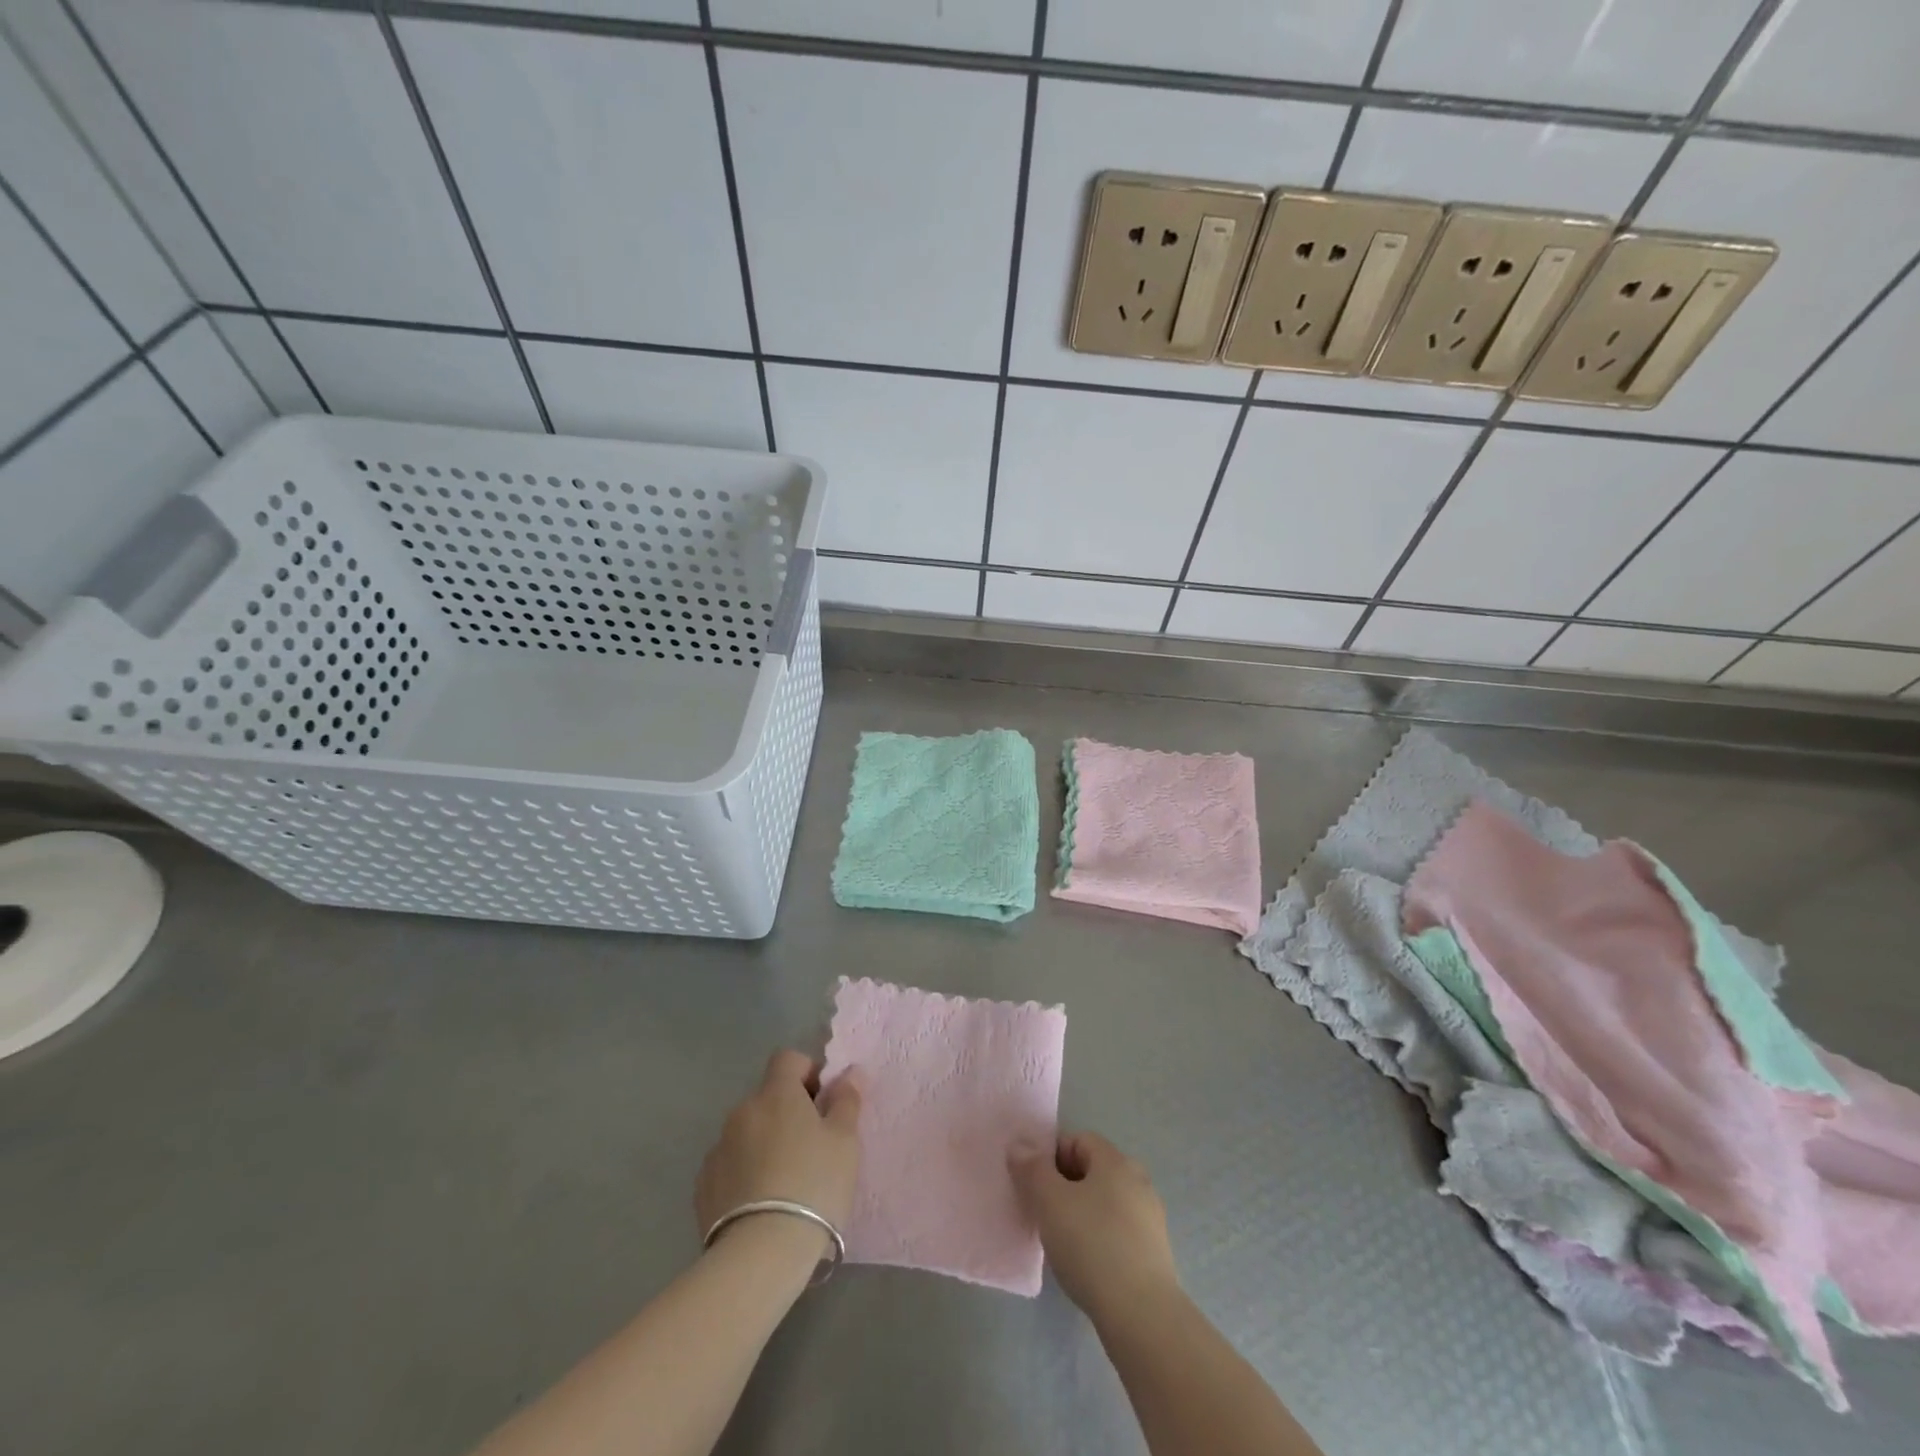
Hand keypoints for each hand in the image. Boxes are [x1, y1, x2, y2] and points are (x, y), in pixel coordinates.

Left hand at [695, 1050, 863, 1258]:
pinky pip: (729, 1165)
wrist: (761, 1254)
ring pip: (748, 1132)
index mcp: (776, 1094)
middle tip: (811, 1148)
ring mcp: (718, 1149)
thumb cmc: (814, 1185)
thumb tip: (850, 1071)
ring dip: (765, 1143)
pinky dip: (744, 1173)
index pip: (787, 1059)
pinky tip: (761, 1204)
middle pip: (767, 1097)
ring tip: (786, 1183)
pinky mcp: (703, 1187)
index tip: (822, 1102)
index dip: (807, 1072)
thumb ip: (846, 1100)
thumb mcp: (845, 1141)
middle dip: (787, 1113)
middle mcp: (742, 1112)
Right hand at [1009, 1131, 1181, 1324]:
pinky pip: (1117, 1231)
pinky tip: (1085, 1264)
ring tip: (1060, 1242)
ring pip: (1104, 1203)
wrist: (1142, 1316)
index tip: (1032, 1184)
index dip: (1051, 1156)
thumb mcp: (1049, 1201)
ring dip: (1080, 1213)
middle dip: (1063, 1186)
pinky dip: (1098, 1238)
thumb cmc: (1091, 1246)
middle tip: (1041, 1212)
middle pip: (1092, 1171)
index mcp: (1116, 1161)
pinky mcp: (1154, 1253)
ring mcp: (1149, 1218)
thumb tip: (1020, 1145)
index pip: (1078, 1140)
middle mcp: (1138, 1181)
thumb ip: (1031, 1169)